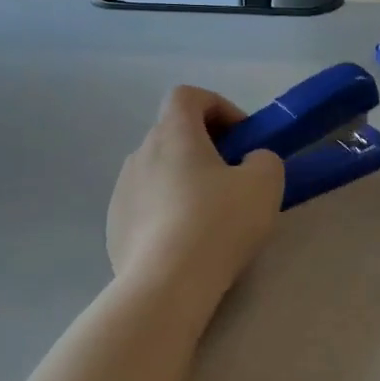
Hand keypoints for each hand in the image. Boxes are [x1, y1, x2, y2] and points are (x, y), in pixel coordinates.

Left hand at [107, 86, 284, 294]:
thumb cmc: (218, 223)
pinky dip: (167, 211)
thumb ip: (264, 159)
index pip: (187, 95)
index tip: (241, 137)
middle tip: (233, 177)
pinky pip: (146, 205)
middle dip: (205, 147)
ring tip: (210, 214)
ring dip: (184, 180)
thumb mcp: (265, 183)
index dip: (217, 106)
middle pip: (173, 134)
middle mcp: (140, 154)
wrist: (166, 285)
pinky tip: (186, 242)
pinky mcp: (114, 227)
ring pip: (158, 171)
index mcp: (173, 134)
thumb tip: (249, 163)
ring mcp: (122, 191)